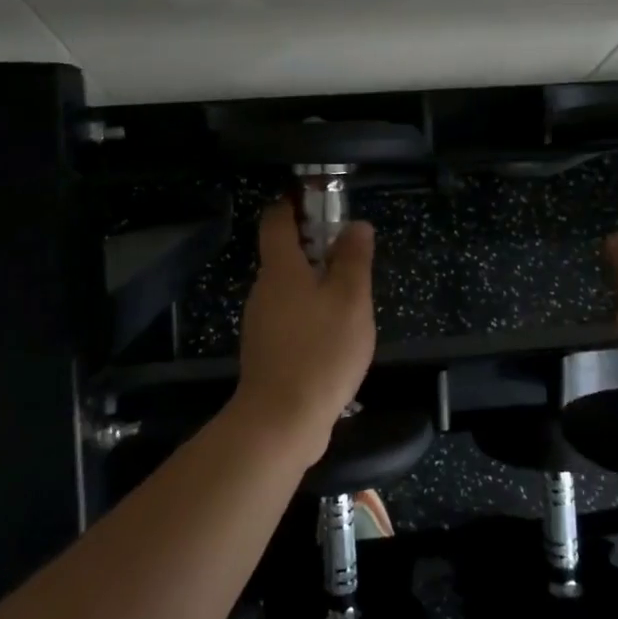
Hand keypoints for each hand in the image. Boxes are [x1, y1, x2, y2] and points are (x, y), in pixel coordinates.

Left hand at [233, 201, 377, 461]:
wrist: (282, 420)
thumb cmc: (320, 350)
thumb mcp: (351, 299)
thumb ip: (354, 258)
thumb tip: (356, 224)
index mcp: (281, 269)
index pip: (276, 220)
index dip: (292, 203)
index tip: (315, 198)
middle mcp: (264, 290)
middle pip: (284, 254)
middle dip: (314, 246)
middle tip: (350, 252)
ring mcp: (261, 322)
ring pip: (289, 288)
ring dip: (315, 283)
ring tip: (351, 296)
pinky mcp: (267, 351)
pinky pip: (290, 317)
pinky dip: (310, 313)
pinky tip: (335, 334)